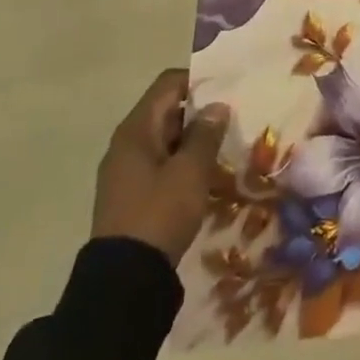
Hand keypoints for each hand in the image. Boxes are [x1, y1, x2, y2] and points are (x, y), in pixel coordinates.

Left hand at [92, 69, 230, 264]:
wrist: (124, 279)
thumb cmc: (159, 213)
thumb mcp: (191, 171)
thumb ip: (206, 134)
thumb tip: (217, 106)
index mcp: (135, 130)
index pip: (167, 85)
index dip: (197, 80)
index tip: (228, 88)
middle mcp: (126, 144)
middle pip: (166, 110)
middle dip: (200, 111)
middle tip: (235, 116)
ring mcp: (126, 170)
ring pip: (165, 139)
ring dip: (194, 138)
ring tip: (227, 144)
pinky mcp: (132, 194)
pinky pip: (161, 163)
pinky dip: (184, 161)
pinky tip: (208, 173)